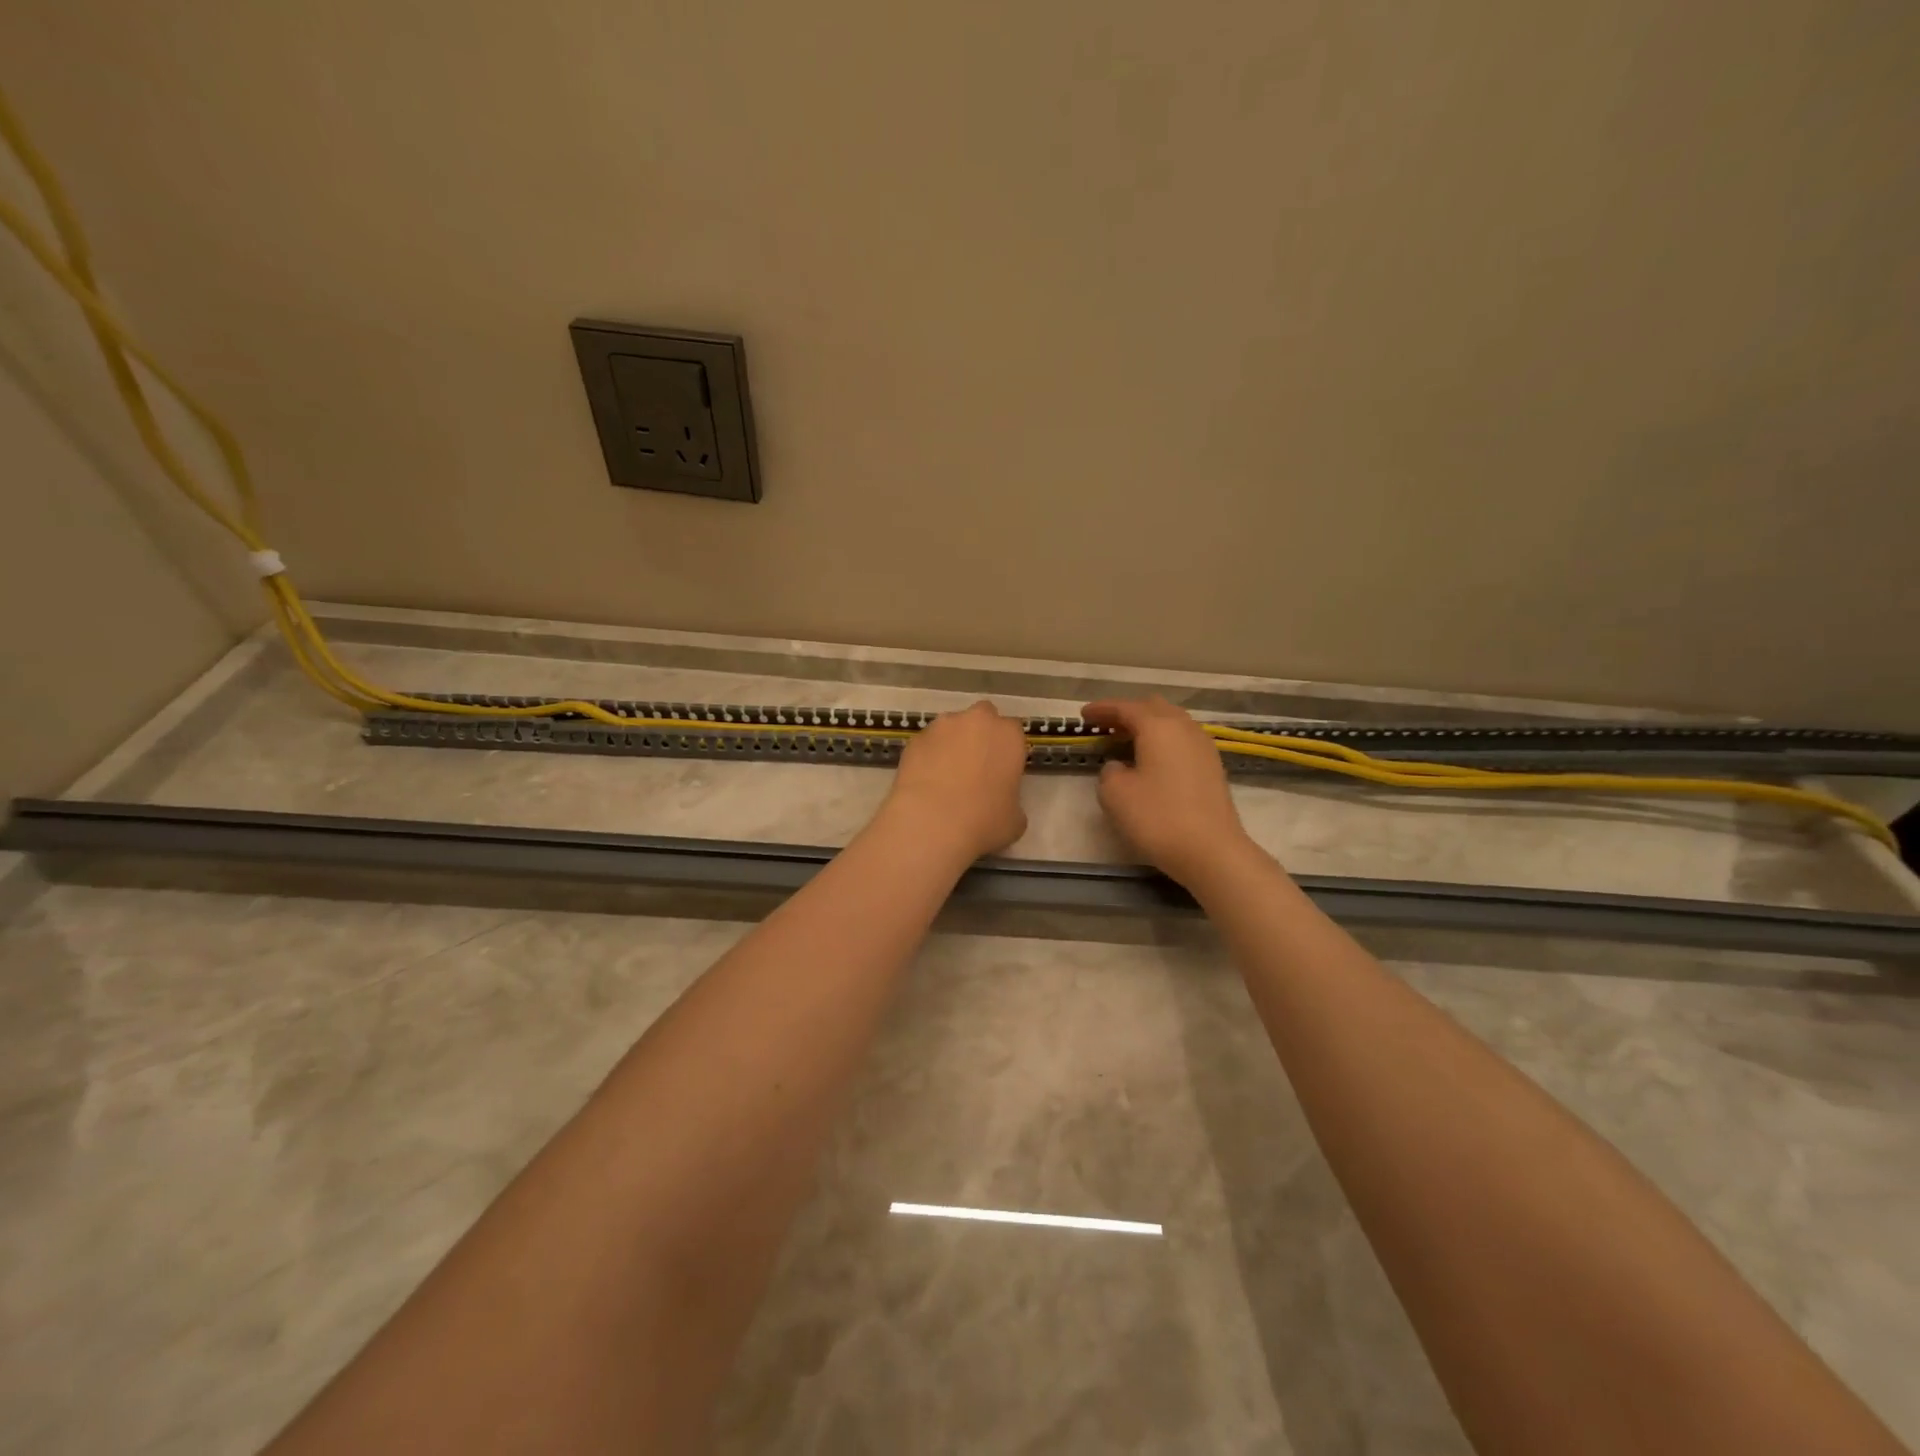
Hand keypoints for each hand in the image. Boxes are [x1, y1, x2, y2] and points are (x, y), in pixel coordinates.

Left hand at [882, 701, 1028, 858]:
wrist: (931, 823)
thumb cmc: (984, 821)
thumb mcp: (1015, 820)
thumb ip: (1012, 801)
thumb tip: (1002, 804)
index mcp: (1008, 735)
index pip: (1014, 732)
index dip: (1008, 750)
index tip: (1003, 771)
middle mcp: (977, 721)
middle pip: (983, 717)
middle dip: (981, 734)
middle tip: (977, 766)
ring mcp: (942, 726)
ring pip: (952, 727)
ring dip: (953, 743)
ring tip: (946, 776)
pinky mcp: (914, 739)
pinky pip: (928, 743)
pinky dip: (929, 756)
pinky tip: (926, 781)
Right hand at [1082, 697, 1256, 885]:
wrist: (1211, 851)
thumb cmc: (1158, 818)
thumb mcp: (1115, 794)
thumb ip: (1109, 772)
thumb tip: (1119, 766)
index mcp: (1158, 727)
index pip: (1126, 708)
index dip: (1102, 709)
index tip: (1083, 715)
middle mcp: (1184, 728)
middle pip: (1153, 708)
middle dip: (1127, 713)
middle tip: (1105, 726)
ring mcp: (1203, 747)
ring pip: (1171, 723)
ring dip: (1147, 727)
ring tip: (1126, 742)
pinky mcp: (1212, 768)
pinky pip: (1181, 741)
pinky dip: (1162, 742)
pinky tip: (1151, 761)